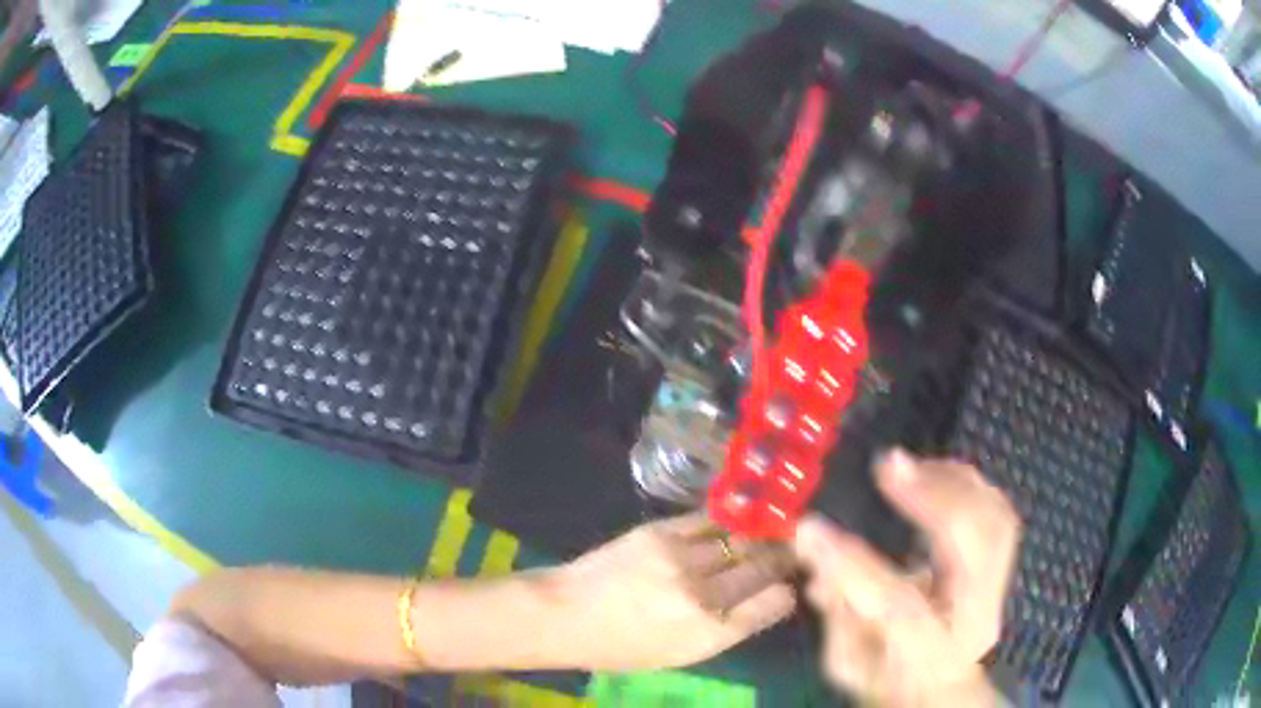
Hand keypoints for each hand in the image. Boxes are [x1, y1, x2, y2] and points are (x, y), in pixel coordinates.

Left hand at [548, 512, 795, 670]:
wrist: (565, 614)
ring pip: (742, 540)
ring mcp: (682, 560)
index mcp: (709, 634)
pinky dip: (729, 521)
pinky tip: (738, 520)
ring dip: (763, 536)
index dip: (786, 591)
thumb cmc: (621, 646)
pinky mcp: (661, 532)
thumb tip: (765, 599)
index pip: (773, 604)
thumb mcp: (681, 654)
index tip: (788, 584)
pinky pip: (710, 521)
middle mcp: (703, 597)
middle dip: (784, 558)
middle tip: (794, 550)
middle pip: (763, 568)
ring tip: (774, 531)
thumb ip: (727, 628)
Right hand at [793, 450, 1019, 706]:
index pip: (899, 606)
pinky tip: (935, 475)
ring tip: (907, 468)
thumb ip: (838, 615)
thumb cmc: (886, 679)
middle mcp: (974, 618)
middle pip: (974, 547)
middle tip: (888, 466)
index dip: (854, 564)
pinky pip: (998, 511)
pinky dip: (968, 485)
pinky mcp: (1001, 565)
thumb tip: (820, 567)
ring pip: (995, 519)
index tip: (811, 528)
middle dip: (933, 498)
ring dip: (953, 483)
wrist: (940, 685)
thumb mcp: (847, 663)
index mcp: (931, 655)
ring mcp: (996, 589)